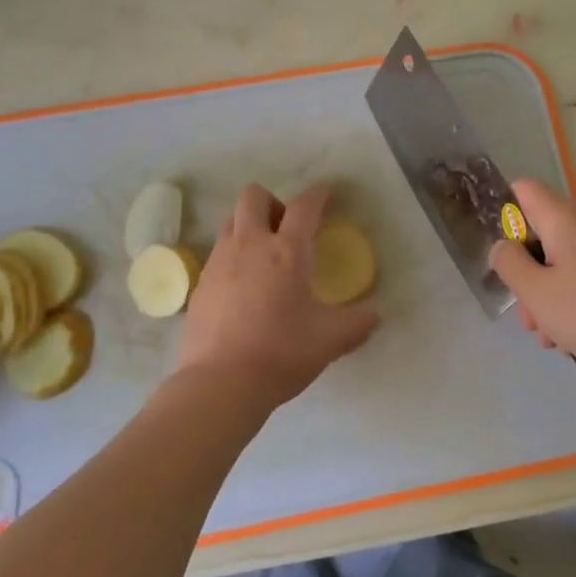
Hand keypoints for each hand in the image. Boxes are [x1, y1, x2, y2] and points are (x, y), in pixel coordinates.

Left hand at [176, 182, 379, 409]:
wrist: (219, 384)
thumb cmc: (280, 354)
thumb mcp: (329, 341)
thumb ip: (357, 324)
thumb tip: (375, 316)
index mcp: (286, 252)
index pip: (304, 207)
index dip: (318, 194)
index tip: (326, 192)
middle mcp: (249, 246)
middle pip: (253, 197)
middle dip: (273, 202)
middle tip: (288, 229)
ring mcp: (218, 262)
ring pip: (231, 222)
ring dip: (249, 226)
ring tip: (265, 257)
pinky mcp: (200, 284)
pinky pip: (217, 254)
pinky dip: (233, 257)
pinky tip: (243, 288)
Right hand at [489, 178, 575, 376]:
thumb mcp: (536, 293)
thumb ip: (509, 263)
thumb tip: (503, 246)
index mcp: (567, 216)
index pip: (524, 190)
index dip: (507, 217)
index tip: (510, 259)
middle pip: (545, 232)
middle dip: (530, 273)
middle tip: (531, 320)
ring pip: (566, 256)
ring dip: (552, 291)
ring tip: (554, 338)